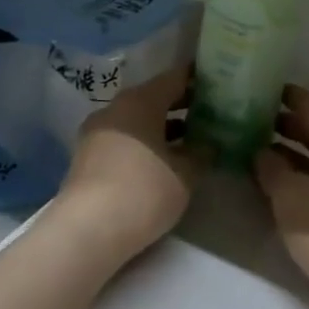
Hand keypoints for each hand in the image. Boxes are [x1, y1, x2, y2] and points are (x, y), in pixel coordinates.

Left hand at [55, 66, 200, 261]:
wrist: (88, 231)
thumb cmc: (144, 190)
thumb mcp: (186, 174)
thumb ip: (202, 153)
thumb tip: (210, 144)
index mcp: (140, 101)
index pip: (175, 78)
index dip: (199, 78)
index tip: (220, 80)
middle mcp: (115, 109)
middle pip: (154, 98)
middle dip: (183, 104)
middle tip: (213, 111)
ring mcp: (97, 134)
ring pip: (138, 121)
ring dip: (165, 127)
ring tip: (194, 138)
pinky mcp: (89, 159)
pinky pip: (126, 140)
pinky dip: (147, 143)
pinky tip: (166, 160)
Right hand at [254, 87, 308, 308]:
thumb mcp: (290, 194)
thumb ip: (271, 168)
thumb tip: (260, 151)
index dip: (286, 95)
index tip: (256, 87)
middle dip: (281, 123)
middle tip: (244, 117)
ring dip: (283, 153)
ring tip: (246, 148)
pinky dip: (290, 180)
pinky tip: (265, 186)